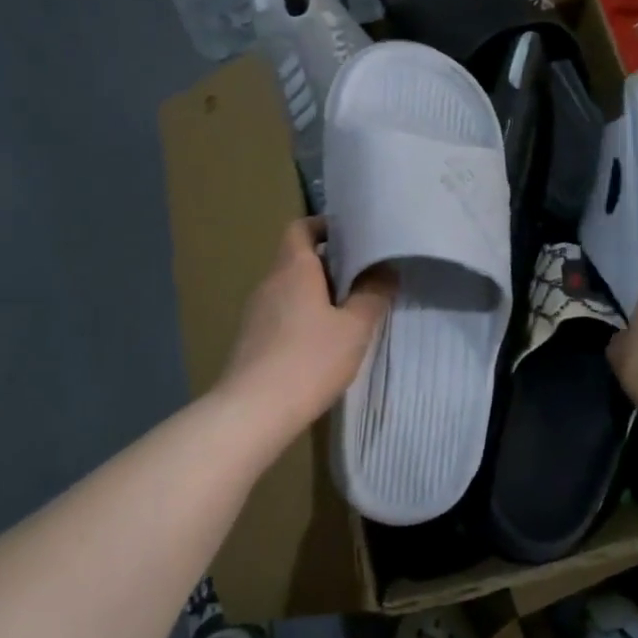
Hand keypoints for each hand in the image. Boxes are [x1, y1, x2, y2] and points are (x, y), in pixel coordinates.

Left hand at [218, 218, 393, 438]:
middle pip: (298, 259)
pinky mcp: (252, 340)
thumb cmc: (310, 359)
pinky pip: (282, 315)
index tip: (352, 238)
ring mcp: (256, 313)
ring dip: (317, 295)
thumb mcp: (354, 328)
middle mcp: (270, 283)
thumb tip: (385, 270)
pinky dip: (303, 318)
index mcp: (293, 268)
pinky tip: (323, 345)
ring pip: (291, 290)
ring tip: (349, 314)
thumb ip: (373, 295)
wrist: (253, 411)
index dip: (324, 227)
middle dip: (330, 265)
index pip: (301, 228)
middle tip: (364, 279)